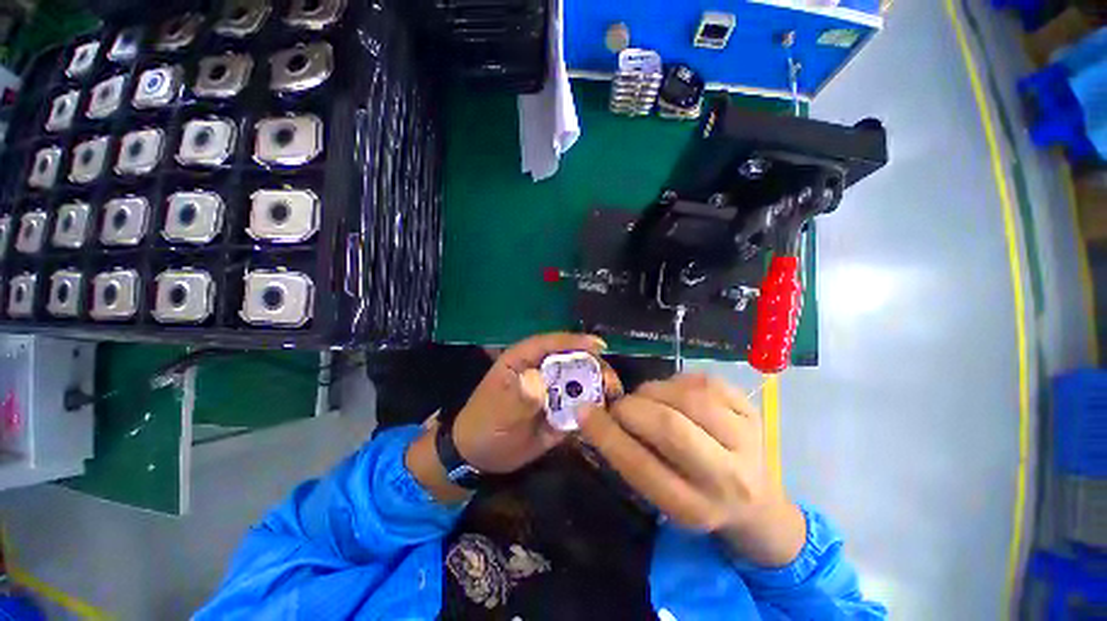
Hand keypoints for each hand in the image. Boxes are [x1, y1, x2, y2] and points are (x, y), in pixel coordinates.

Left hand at [452, 332, 613, 473]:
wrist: (481, 456)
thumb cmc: (484, 426)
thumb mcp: (497, 412)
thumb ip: (517, 398)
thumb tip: (539, 384)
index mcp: (522, 359)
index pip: (550, 343)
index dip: (574, 342)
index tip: (599, 346)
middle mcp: (541, 369)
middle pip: (572, 358)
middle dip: (594, 366)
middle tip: (611, 381)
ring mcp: (552, 388)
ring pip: (580, 379)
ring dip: (598, 385)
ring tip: (614, 397)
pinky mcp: (560, 408)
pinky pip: (579, 403)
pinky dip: (593, 406)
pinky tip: (606, 414)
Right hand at [578, 374, 805, 566]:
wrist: (758, 503)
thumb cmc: (698, 500)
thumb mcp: (664, 496)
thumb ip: (633, 459)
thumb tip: (597, 416)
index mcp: (695, 508)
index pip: (641, 466)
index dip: (607, 435)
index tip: (583, 411)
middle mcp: (727, 477)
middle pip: (670, 427)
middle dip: (632, 408)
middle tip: (619, 406)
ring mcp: (747, 438)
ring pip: (688, 397)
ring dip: (654, 391)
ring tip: (647, 399)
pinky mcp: (752, 410)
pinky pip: (704, 381)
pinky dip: (678, 381)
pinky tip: (674, 393)